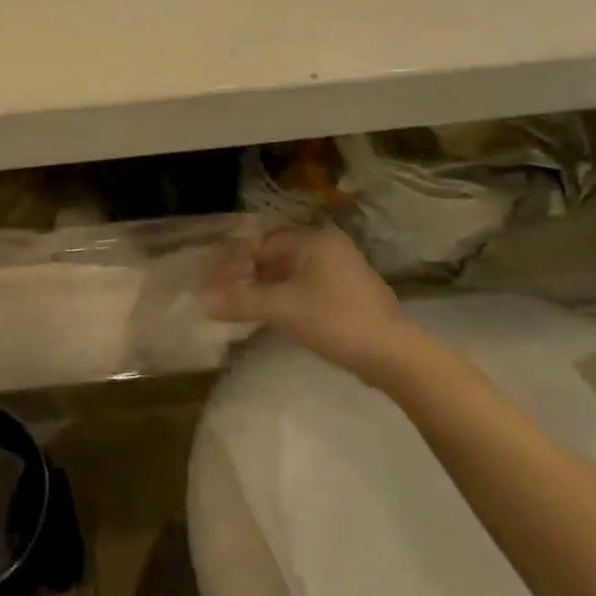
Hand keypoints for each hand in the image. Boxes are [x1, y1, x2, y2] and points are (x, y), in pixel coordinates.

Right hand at [203, 228, 424, 386]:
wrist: (394, 356)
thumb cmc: (335, 320)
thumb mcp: (282, 309)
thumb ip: (240, 301)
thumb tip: (201, 299)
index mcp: (313, 239)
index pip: (261, 244)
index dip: (234, 265)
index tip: (215, 286)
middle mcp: (328, 247)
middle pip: (274, 258)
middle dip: (248, 278)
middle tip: (225, 299)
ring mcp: (341, 271)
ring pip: (290, 275)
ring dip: (265, 290)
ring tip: (244, 310)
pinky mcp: (348, 295)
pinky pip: (305, 288)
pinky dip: (285, 299)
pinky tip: (274, 318)